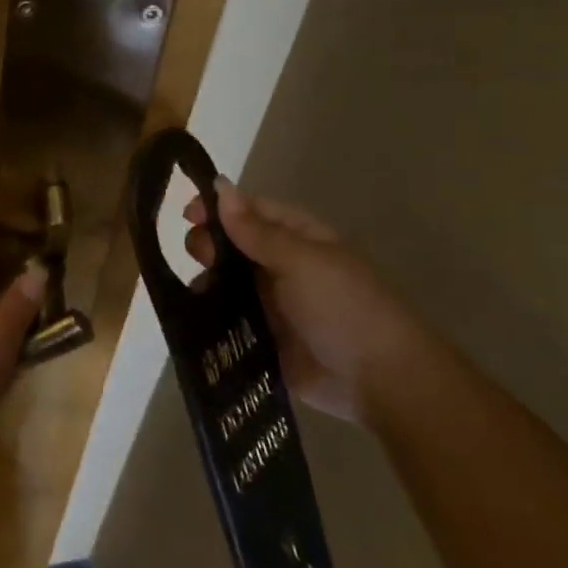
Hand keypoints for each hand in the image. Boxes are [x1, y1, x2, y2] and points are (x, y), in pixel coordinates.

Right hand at [185, 183, 434, 425]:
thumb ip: (255, 229)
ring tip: (196, 291)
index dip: (219, 208)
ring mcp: (270, 305)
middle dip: (209, 245)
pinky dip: (208, 317)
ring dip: (206, 282)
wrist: (380, 381)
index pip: (251, 212)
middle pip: (233, 246)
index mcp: (298, 240)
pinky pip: (226, 321)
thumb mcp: (300, 260)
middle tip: (198, 256)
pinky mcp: (261, 339)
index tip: (187, 214)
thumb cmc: (344, 307)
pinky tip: (189, 316)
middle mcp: (281, 267)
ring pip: (225, 283)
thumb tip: (220, 186)